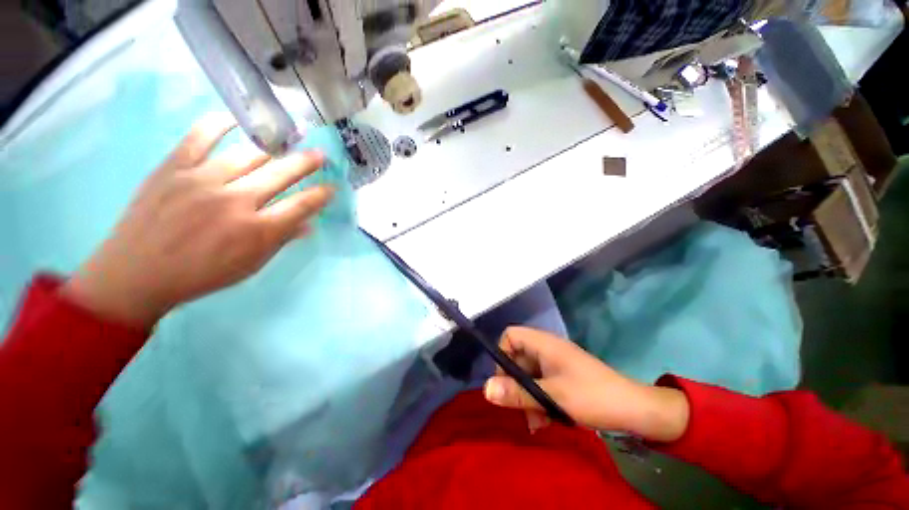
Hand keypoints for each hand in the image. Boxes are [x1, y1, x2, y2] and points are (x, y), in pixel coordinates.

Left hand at [61, 114, 333, 328]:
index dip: (321, 194)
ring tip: (289, 138)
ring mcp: (203, 180)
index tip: (332, 187)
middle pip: (281, 174)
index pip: (302, 205)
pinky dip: (219, 123)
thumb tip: (308, 225)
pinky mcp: (174, 168)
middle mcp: (236, 202)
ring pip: (249, 153)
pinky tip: (237, 118)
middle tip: (320, 155)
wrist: (137, 273)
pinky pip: (200, 136)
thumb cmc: (201, 274)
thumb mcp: (250, 265)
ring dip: (276, 146)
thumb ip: (281, 241)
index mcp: (258, 231)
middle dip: (307, 163)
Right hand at [483, 327, 689, 441]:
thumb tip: (485, 389)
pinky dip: (539, 400)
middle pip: (517, 357)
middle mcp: (547, 348)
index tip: (505, 381)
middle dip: (515, 383)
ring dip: (527, 396)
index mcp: (543, 343)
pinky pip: (541, 383)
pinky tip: (545, 421)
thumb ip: (517, 393)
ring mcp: (556, 362)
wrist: (635, 410)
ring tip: (535, 421)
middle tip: (519, 407)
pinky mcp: (563, 376)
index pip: (510, 335)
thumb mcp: (552, 397)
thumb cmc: (592, 396)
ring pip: (528, 373)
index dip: (502, 355)